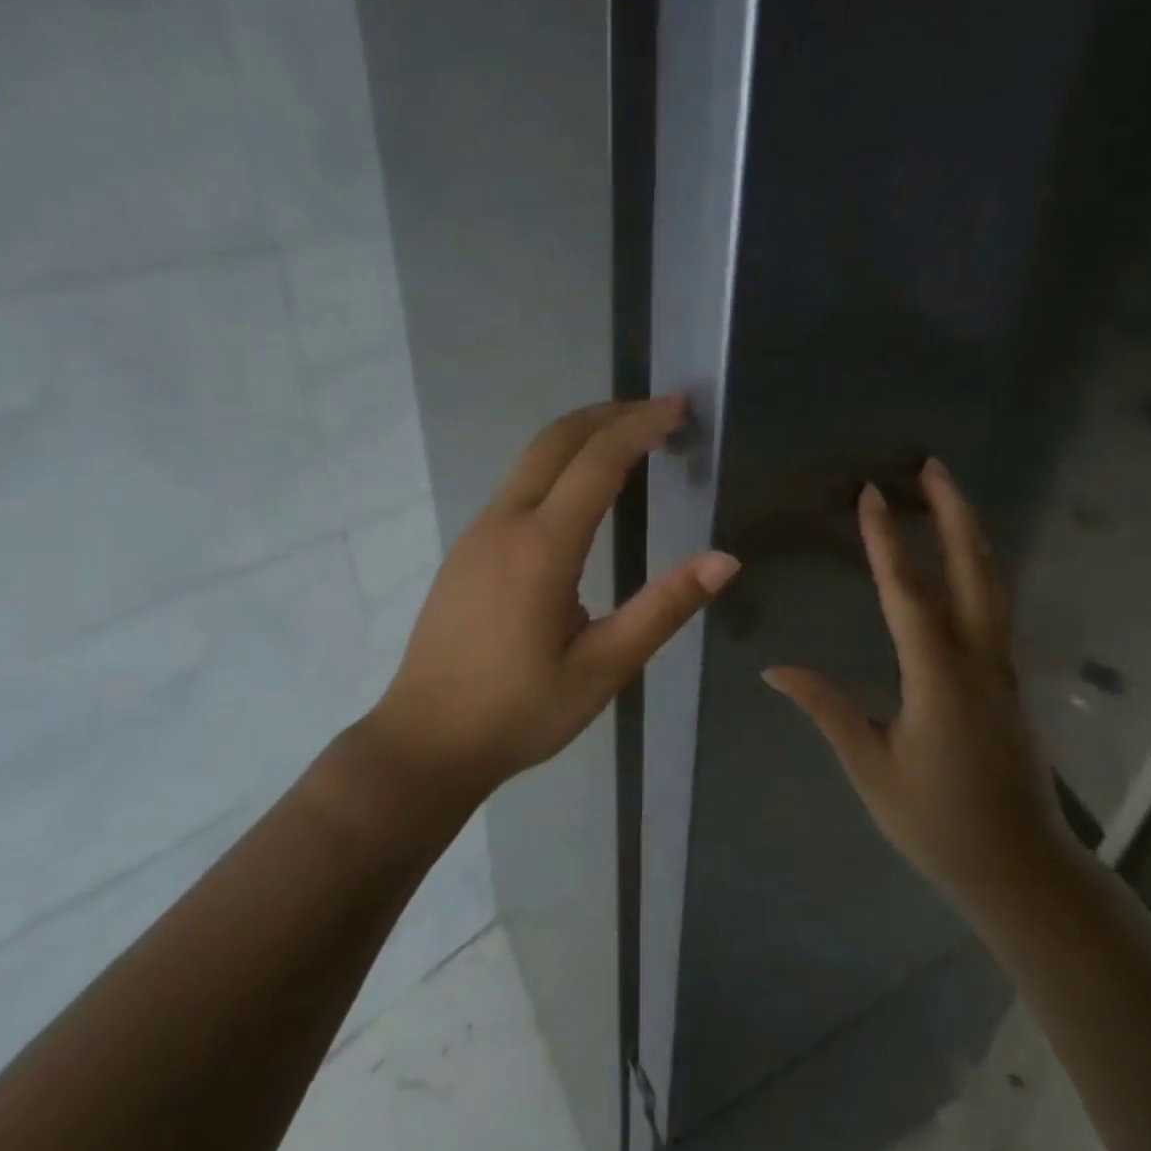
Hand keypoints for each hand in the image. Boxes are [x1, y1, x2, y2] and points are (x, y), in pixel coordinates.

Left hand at [359, 397, 738, 804]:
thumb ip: (663, 609)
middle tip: (659, 412)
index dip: (641, 425)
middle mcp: (504, 524)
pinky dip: (557, 467)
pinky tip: (581, 495)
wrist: (425, 742)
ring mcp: (477, 535)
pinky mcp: (465, 551)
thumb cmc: (519, 712)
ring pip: (531, 460)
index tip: (680, 407)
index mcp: (541, 548)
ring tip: (630, 443)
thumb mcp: (603, 669)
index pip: (598, 462)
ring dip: (581, 438)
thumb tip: (724, 560)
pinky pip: (517, 487)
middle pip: (555, 440)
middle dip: (609, 414)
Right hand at [763, 460, 1076, 918]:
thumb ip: (827, 709)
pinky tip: (963, 564)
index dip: (887, 541)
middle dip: (953, 513)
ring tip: (948, 498)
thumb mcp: (870, 767)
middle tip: (933, 466)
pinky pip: (995, 609)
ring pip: (992, 586)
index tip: (872, 494)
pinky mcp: (1010, 683)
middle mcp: (978, 661)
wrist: (1021, 869)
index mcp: (939, 678)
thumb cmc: (938, 821)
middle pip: (972, 570)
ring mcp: (1003, 670)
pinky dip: (979, 570)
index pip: (907, 594)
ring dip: (970, 535)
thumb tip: (775, 669)